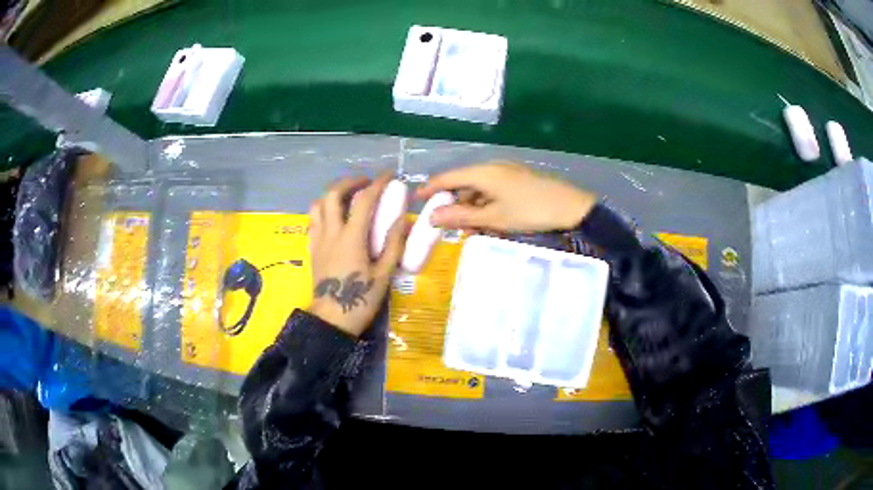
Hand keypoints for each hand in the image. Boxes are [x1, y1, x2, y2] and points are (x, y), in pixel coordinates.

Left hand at [308, 174, 406, 336]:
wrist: (331, 320)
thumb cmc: (360, 300)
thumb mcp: (383, 275)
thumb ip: (392, 245)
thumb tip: (402, 221)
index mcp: (351, 238)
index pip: (364, 200)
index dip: (377, 183)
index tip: (390, 176)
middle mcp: (331, 233)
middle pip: (332, 194)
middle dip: (349, 182)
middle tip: (364, 184)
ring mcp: (318, 240)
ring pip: (317, 205)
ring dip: (332, 194)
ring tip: (347, 197)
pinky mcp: (312, 249)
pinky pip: (312, 221)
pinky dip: (323, 211)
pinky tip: (333, 218)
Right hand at [416, 161, 596, 231]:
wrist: (572, 207)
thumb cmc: (530, 211)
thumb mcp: (494, 218)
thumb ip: (461, 216)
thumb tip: (432, 217)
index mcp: (483, 172)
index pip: (447, 178)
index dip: (430, 189)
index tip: (416, 201)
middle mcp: (492, 167)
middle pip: (463, 184)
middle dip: (456, 206)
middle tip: (453, 229)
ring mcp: (506, 173)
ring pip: (479, 190)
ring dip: (473, 209)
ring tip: (475, 231)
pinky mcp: (517, 180)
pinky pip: (493, 191)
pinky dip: (487, 206)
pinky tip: (492, 223)